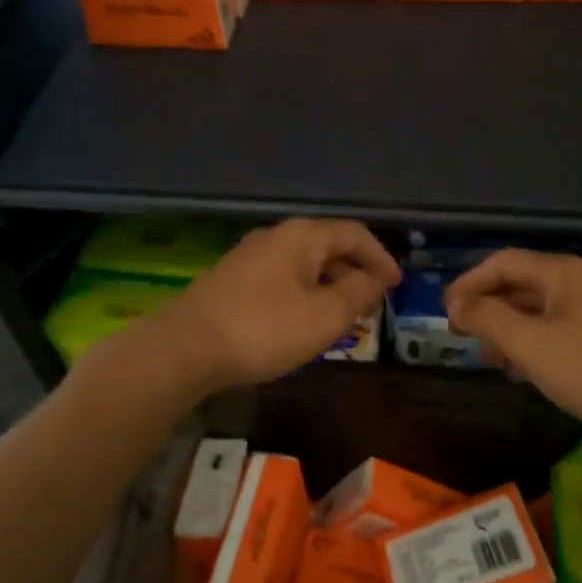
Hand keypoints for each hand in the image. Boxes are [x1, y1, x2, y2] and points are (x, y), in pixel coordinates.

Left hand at [152, 218, 400, 391]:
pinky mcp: (231, 281)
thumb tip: (375, 278)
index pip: (354, 233)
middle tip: (373, 303)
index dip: (381, 257)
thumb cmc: (263, 329)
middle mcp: (275, 237)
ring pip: (303, 265)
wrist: (184, 349)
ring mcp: (248, 258)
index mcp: (302, 236)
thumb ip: (358, 293)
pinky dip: (304, 294)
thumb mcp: (324, 316)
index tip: (397, 285)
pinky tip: (303, 322)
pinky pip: (281, 279)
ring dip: (330, 286)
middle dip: (356, 272)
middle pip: (328, 246)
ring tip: (344, 317)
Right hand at [445, 249, 581, 434]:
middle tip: (460, 335)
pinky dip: (530, 344)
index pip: (501, 263)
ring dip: (506, 330)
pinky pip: (555, 331)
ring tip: (486, 357)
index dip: (468, 283)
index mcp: (560, 273)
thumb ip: (488, 319)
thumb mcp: (530, 344)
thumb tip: (456, 305)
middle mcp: (577, 283)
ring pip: (536, 311)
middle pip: (519, 285)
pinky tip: (521, 370)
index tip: (445, 312)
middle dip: (486, 308)